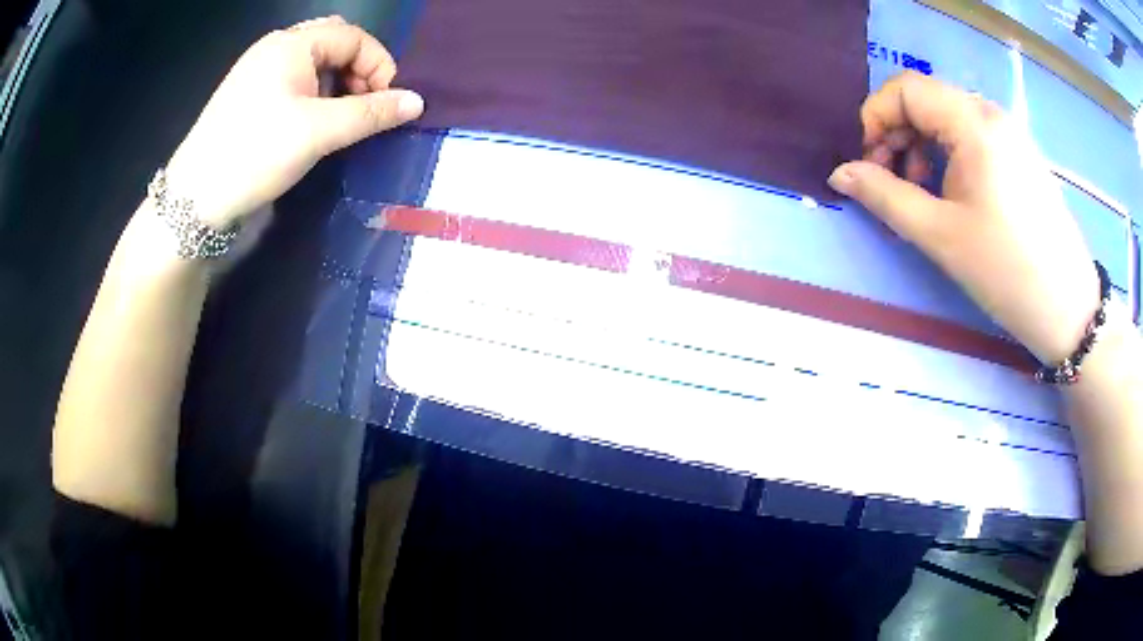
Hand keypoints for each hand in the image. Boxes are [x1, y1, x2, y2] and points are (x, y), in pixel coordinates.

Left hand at [165, 16, 423, 228]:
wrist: (194, 199)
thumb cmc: (256, 154)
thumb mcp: (319, 132)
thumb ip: (371, 113)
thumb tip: (417, 102)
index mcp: (291, 44)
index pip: (353, 36)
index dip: (377, 65)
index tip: (386, 103)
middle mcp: (274, 47)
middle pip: (332, 43)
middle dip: (357, 70)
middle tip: (363, 105)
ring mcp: (257, 70)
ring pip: (312, 62)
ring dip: (335, 83)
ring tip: (339, 117)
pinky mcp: (247, 94)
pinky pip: (292, 79)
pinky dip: (313, 93)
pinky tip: (310, 122)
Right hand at [828, 71, 1098, 364]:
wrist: (1069, 309)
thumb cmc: (1006, 272)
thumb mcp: (940, 235)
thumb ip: (884, 196)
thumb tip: (840, 173)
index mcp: (973, 123)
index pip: (905, 89)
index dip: (875, 118)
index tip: (869, 164)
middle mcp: (991, 114)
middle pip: (926, 100)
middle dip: (898, 134)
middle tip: (893, 183)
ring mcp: (1010, 132)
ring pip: (949, 118)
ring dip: (923, 146)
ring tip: (924, 193)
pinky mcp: (1021, 153)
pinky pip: (973, 135)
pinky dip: (950, 154)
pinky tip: (955, 194)